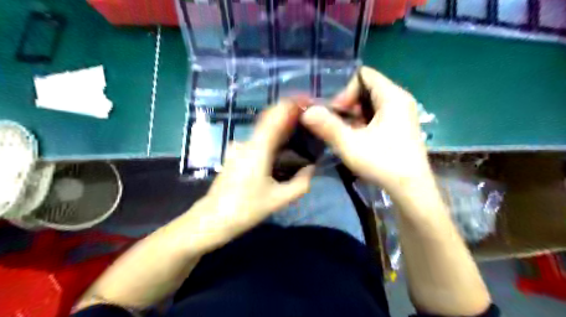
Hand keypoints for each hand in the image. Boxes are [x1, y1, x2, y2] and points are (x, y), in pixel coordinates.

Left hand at [200, 97, 316, 239]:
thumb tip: (311, 168)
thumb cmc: (245, 209)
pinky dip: (272, 136)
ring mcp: (239, 148)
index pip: (275, 116)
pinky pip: (258, 139)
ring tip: (300, 130)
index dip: (291, 104)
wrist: (212, 219)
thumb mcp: (279, 199)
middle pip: (269, 119)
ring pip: (264, 129)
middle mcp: (247, 142)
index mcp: (258, 148)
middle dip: (289, 113)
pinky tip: (282, 146)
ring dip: (281, 125)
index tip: (308, 100)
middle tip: (308, 116)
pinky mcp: (236, 155)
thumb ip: (301, 183)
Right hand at [303, 66, 432, 194]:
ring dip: (354, 115)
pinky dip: (363, 122)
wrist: (411, 189)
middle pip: (367, 89)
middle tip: (338, 124)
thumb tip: (306, 112)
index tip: (336, 112)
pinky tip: (357, 139)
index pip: (364, 75)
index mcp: (392, 96)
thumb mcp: (350, 144)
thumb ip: (327, 126)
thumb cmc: (383, 163)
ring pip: (370, 103)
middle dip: (348, 104)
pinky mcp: (400, 127)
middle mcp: (400, 100)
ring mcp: (402, 114)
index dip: (345, 90)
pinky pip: (377, 115)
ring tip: (346, 133)